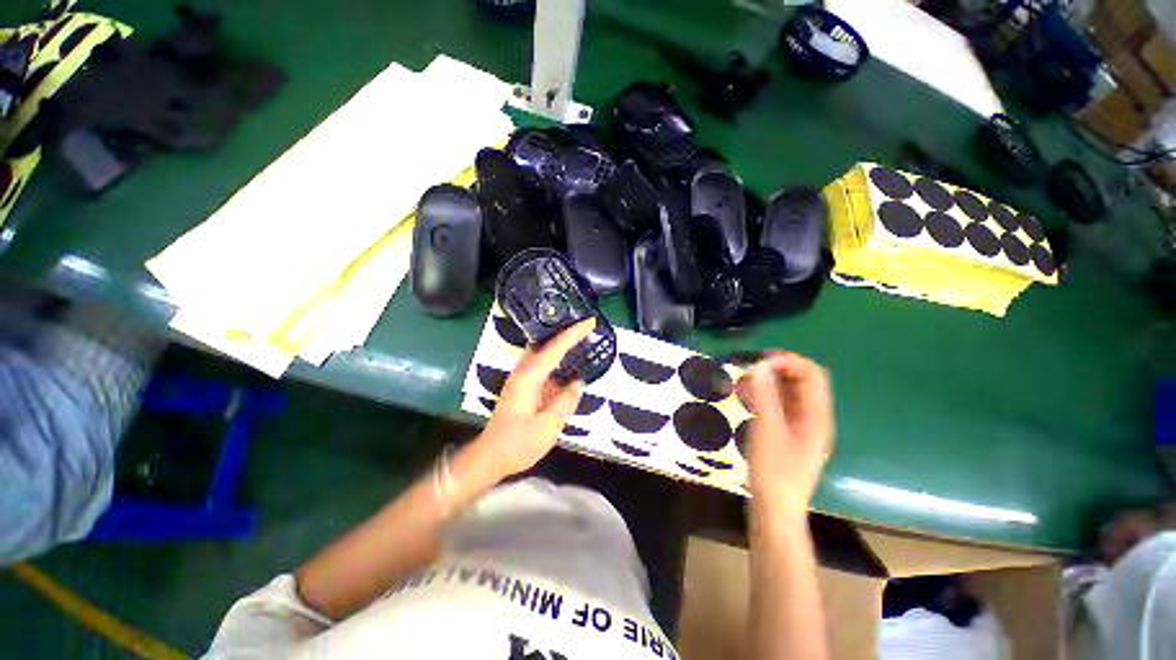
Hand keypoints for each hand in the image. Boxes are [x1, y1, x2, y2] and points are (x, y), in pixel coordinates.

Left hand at [473, 318, 593, 478]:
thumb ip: (565, 402)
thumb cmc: (517, 444)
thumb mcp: (547, 427)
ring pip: (544, 354)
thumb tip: (578, 382)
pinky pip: (544, 367)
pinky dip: (558, 361)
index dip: (573, 333)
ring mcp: (523, 379)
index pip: (555, 348)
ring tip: (582, 340)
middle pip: (546, 344)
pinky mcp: (524, 388)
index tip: (590, 321)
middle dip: (566, 332)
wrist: (490, 457)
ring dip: (561, 345)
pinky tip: (570, 365)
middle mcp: (524, 372)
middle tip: (587, 326)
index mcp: (529, 377)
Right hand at [738, 352, 834, 520]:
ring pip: (787, 392)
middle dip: (775, 370)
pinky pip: (777, 405)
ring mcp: (800, 425)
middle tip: (747, 369)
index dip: (788, 361)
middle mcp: (812, 416)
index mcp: (816, 416)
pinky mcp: (786, 432)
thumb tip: (758, 365)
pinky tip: (743, 396)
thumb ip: (764, 396)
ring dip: (766, 382)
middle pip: (801, 380)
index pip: (812, 374)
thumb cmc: (774, 472)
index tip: (759, 362)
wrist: (775, 510)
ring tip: (740, 382)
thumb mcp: (767, 430)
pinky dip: (762, 396)